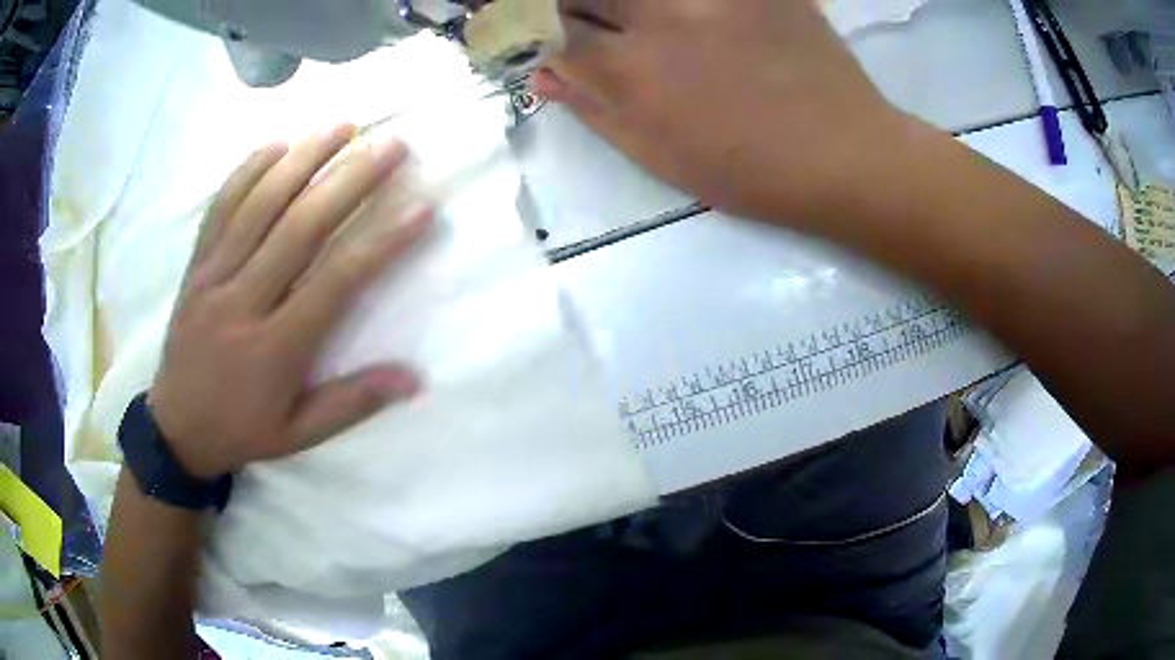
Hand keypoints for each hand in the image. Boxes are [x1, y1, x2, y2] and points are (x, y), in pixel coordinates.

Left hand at [148, 126, 431, 478]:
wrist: (177, 428)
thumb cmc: (241, 430)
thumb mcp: (298, 434)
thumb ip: (352, 403)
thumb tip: (414, 380)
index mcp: (274, 348)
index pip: (335, 283)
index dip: (381, 242)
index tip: (420, 207)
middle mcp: (243, 302)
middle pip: (299, 228)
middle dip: (349, 180)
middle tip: (391, 145)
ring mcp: (213, 278)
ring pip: (259, 206)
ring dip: (303, 159)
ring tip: (342, 126)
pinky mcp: (194, 267)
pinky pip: (219, 209)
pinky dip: (247, 171)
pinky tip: (277, 144)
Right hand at [534, 0, 911, 227]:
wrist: (845, 153)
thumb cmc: (750, 171)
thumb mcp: (659, 156)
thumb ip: (593, 109)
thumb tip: (540, 75)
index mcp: (632, 69)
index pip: (551, 29)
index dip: (528, 27)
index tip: (527, 29)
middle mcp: (663, 15)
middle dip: (567, 7)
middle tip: (586, 26)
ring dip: (623, 7)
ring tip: (641, 32)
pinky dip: (680, 5)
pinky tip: (683, 20)